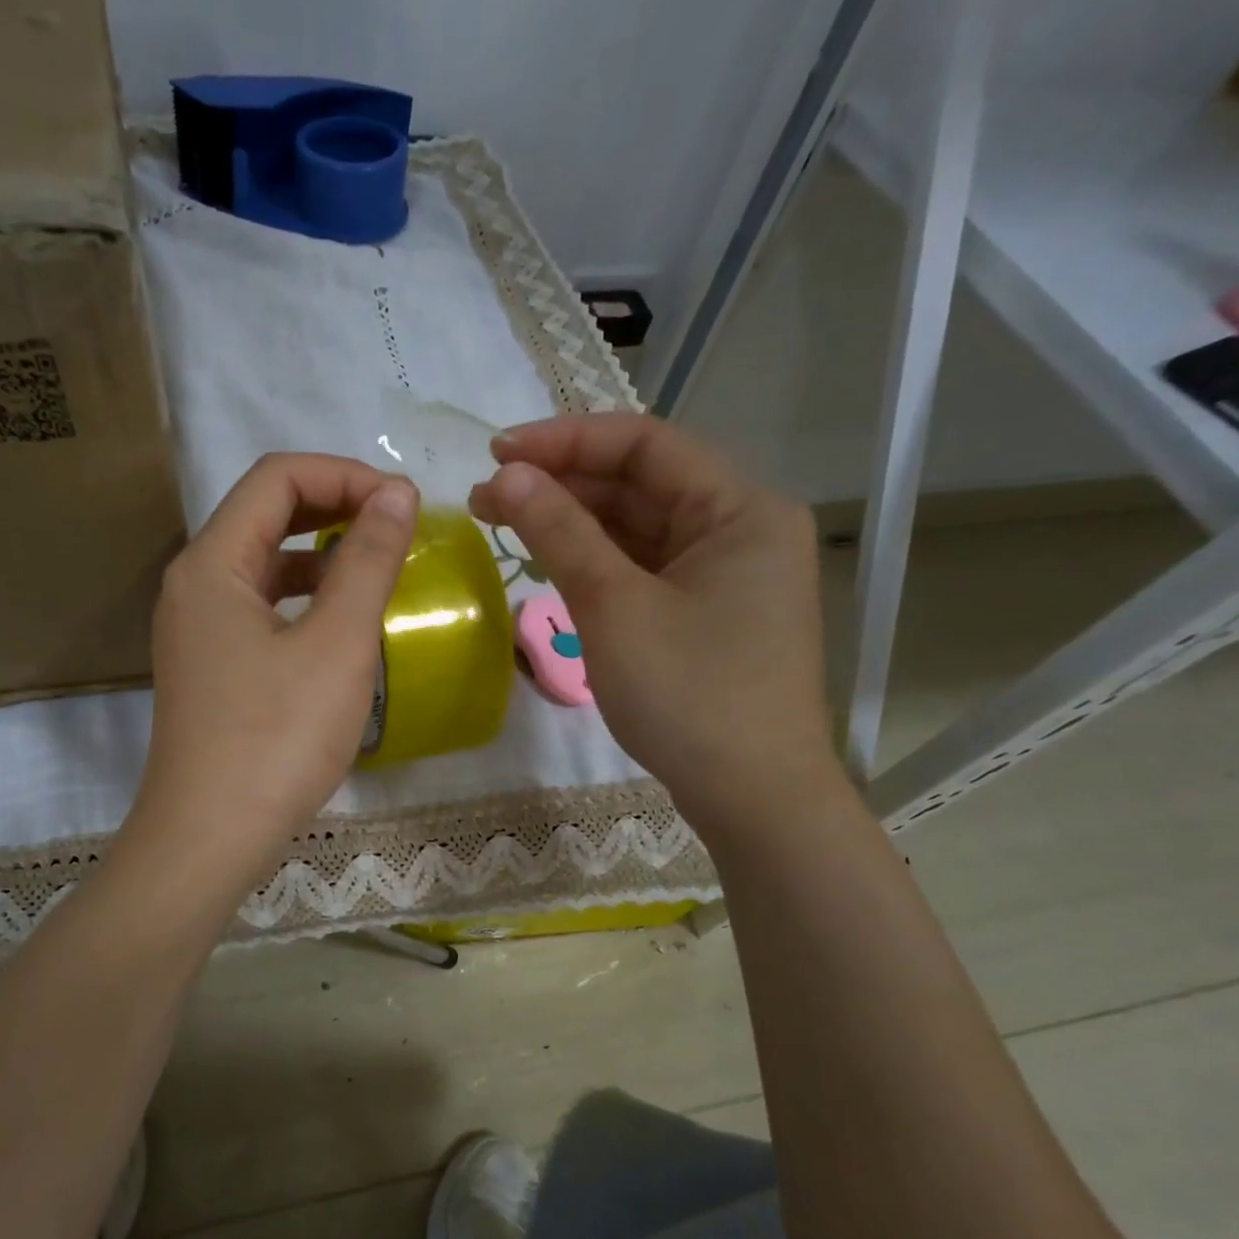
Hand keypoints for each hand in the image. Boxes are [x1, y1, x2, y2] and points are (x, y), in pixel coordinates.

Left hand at [124, 453, 417, 896]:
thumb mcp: (336, 644)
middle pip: (265, 514)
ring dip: (321, 554)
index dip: (345, 475)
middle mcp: (193, 584)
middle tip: (397, 527)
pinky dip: (304, 599)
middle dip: (334, 507)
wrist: (209, 839)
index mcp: (212, 563)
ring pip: (263, 564)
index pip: (277, 478)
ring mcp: (197, 630)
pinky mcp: (210, 668)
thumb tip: (396, 495)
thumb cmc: (276, 738)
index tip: (404, 505)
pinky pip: (260, 608)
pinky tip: (341, 624)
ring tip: (378, 569)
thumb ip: (367, 561)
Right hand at [469, 414, 834, 837]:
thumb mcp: (614, 607)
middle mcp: (741, 529)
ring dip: (574, 524)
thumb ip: (560, 532)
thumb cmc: (689, 695)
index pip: (644, 445)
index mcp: (740, 509)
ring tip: (504, 524)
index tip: (496, 453)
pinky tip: (551, 563)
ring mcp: (726, 575)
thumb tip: (505, 475)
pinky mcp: (708, 614)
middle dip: (562, 485)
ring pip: (640, 529)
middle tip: (486, 497)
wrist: (752, 798)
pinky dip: (597, 563)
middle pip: (642, 485)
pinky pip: (645, 569)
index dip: (565, 441)